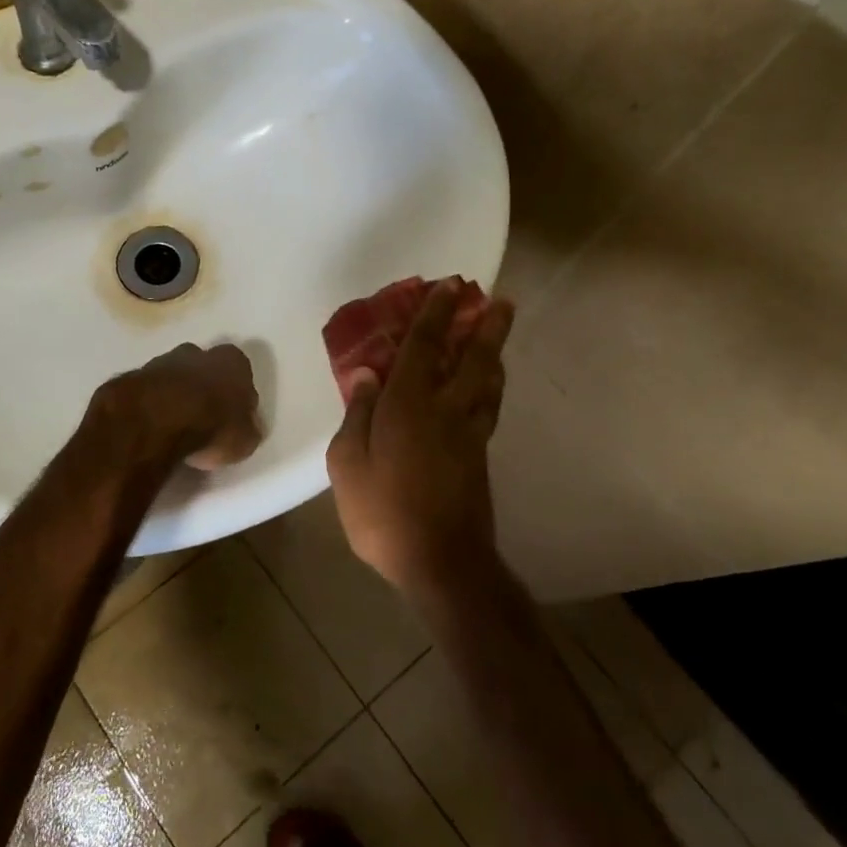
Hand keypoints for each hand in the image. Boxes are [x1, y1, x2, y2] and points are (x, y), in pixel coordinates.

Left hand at [92, 342, 262, 470]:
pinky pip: (146, 391)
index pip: (240, 370)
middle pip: (202, 367)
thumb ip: (247, 429)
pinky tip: (150, 428)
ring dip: (172, 395)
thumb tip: (247, 428)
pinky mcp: (131, 377)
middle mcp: (196, 353)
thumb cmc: (212, 427)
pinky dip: (148, 405)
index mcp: (231, 362)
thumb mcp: (245, 440)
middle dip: (201, 387)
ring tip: (173, 427)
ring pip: (171, 376)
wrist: (155, 422)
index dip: (236, 393)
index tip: (232, 415)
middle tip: (201, 418)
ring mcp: (159, 362)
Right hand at [326, 280, 513, 597]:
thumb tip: (367, 374)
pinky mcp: (479, 456)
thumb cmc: (383, 512)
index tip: (448, 285)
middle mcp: (444, 409)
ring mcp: (468, 433)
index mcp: (408, 405)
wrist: (440, 561)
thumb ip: (358, 414)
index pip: (424, 347)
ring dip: (494, 350)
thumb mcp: (347, 464)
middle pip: (471, 357)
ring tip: (499, 329)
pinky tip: (489, 383)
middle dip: (485, 324)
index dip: (435, 313)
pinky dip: (491, 385)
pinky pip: (488, 406)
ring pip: (487, 380)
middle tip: (499, 298)